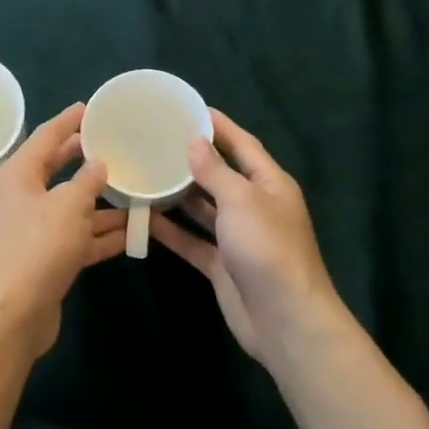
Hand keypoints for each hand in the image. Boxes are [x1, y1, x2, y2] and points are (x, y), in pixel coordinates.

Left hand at [0, 103, 126, 357]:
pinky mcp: (45, 259)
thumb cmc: (38, 247)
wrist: (12, 314)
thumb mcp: (69, 205)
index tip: (88, 108)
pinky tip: (132, 232)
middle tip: (112, 144)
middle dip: (84, 159)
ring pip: (71, 207)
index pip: (45, 137)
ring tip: (134, 189)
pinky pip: (76, 237)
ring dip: (100, 202)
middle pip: (56, 170)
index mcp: (18, 175)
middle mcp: (22, 198)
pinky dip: (100, 233)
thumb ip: (87, 181)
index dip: (67, 121)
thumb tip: (99, 163)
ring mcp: (32, 231)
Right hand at [150, 109, 344, 364]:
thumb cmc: (267, 248)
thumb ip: (215, 170)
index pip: (242, 144)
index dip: (218, 125)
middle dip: (192, 158)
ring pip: (203, 207)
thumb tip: (194, 141)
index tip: (188, 109)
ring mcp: (237, 236)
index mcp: (269, 184)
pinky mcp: (222, 264)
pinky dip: (171, 230)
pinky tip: (144, 217)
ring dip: (178, 193)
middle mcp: (254, 206)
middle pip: (220, 174)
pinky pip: (192, 240)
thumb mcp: (241, 200)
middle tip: (156, 139)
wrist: (284, 320)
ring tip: (145, 171)